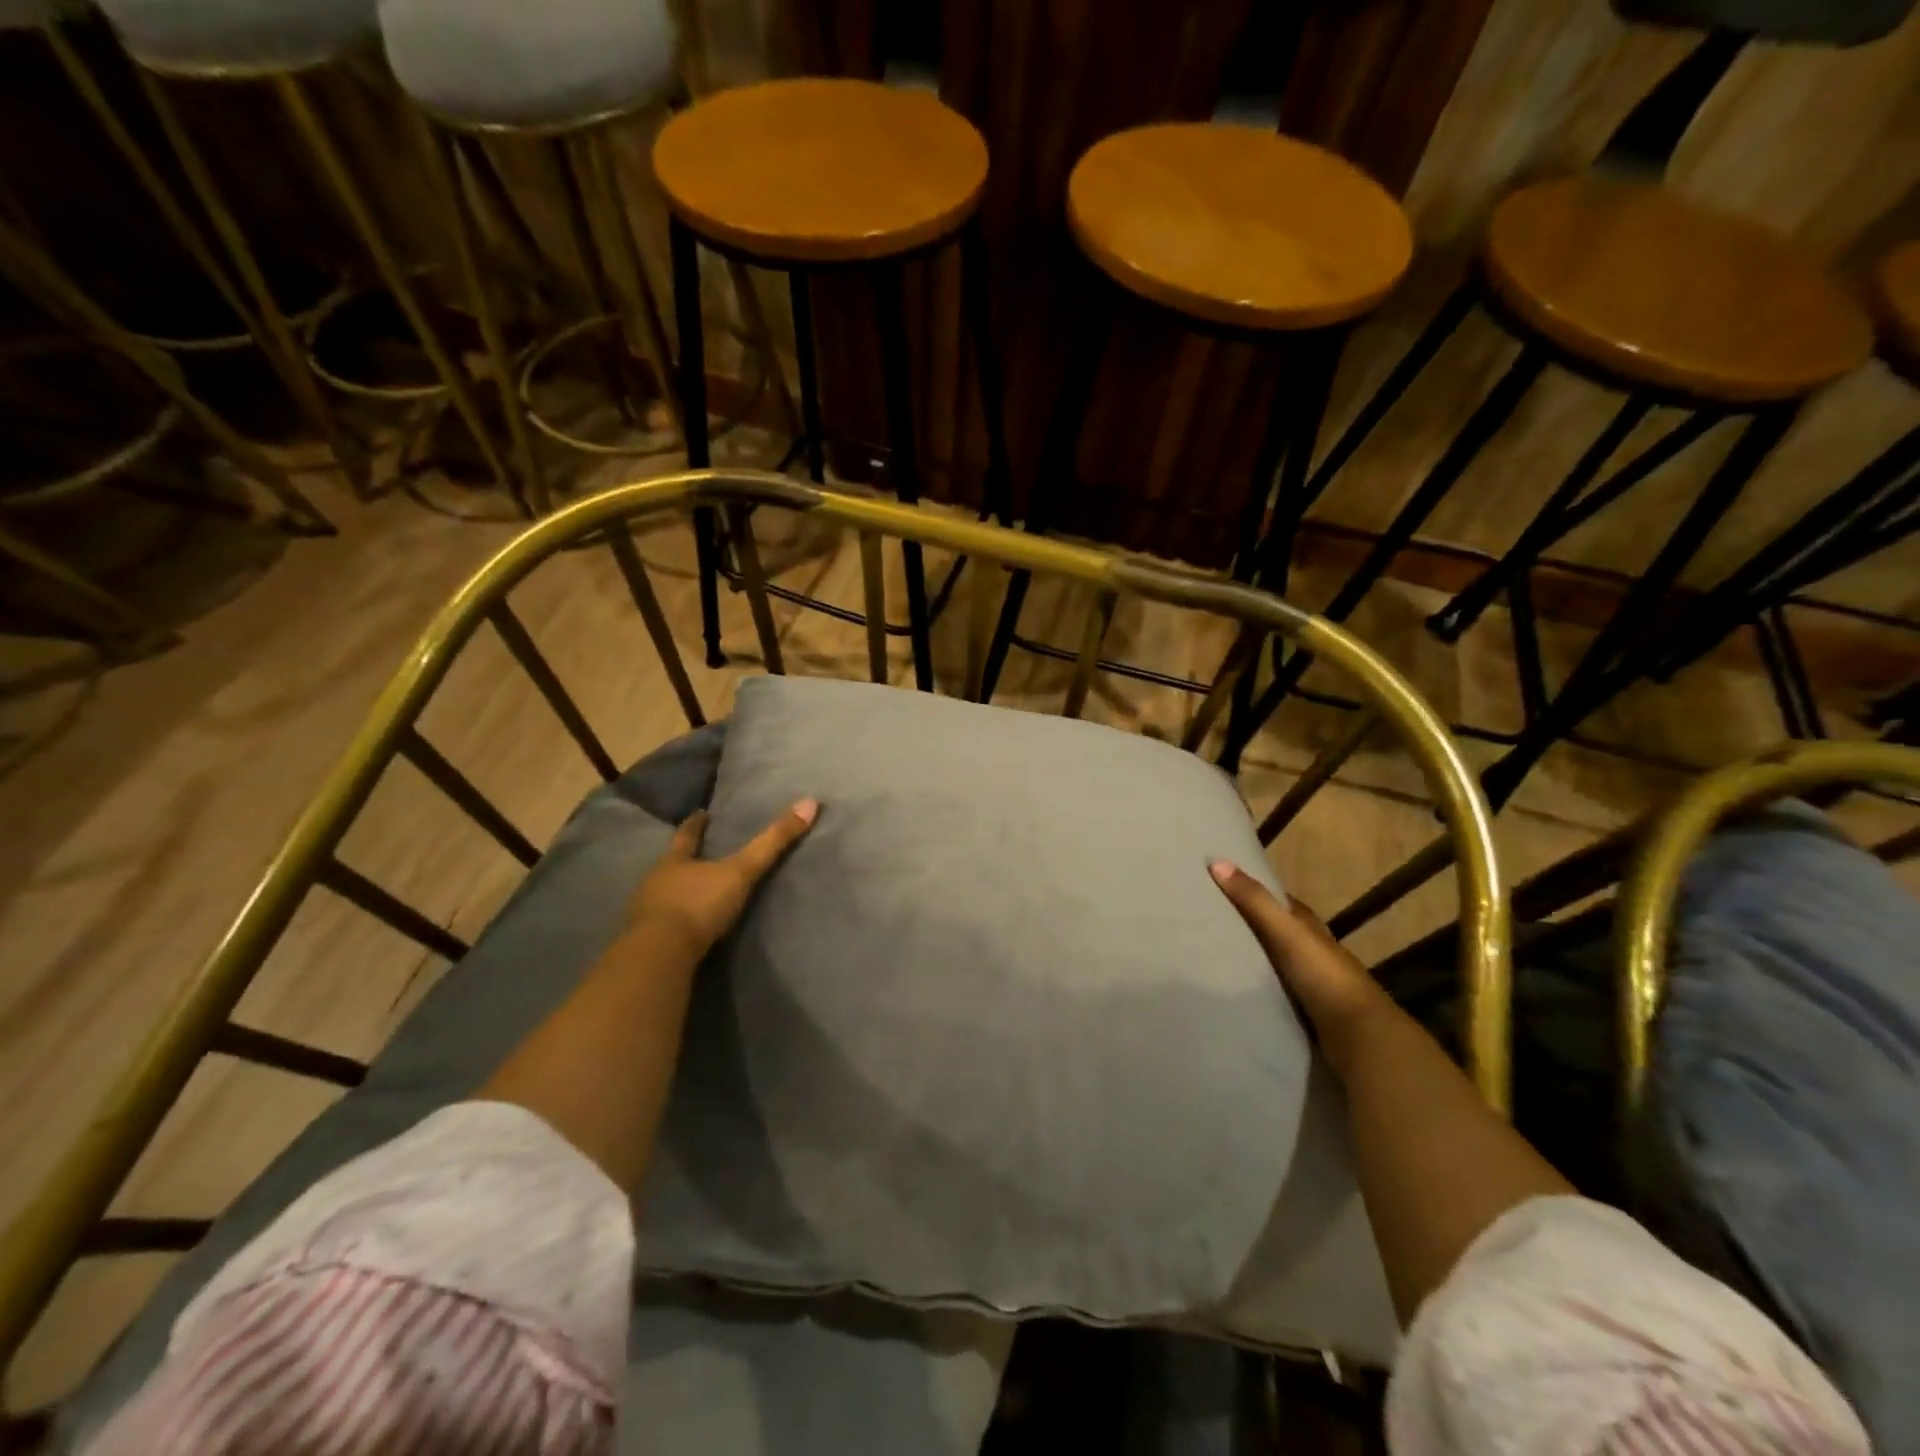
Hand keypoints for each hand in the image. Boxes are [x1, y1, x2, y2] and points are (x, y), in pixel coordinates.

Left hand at [628, 800, 818, 955]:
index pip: (686, 836)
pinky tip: (681, 928)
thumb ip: (772, 842)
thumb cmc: (699, 904)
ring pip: (662, 894)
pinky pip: (660, 925)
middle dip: (682, 859)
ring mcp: (645, 913)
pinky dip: (671, 922)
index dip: (695, 824)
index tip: (700, 813)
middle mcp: (656, 881)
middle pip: (670, 864)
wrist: (660, 954)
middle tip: (694, 854)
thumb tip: (810, 803)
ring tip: (690, 891)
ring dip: (676, 892)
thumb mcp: (741, 871)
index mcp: (674, 861)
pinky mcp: (646, 942)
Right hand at [1209, 861, 1392, 1067]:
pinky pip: (1275, 990)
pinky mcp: (1307, 1012)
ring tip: (1214, 955)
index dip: (1257, 892)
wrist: (1359, 1036)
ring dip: (1252, 959)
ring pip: (1276, 962)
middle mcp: (1313, 952)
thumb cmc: (1324, 975)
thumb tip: (1216, 862)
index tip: (1224, 887)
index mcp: (1311, 929)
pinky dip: (1257, 986)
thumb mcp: (1286, 932)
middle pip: (1278, 932)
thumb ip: (1255, 901)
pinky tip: (1236, 988)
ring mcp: (1312, 984)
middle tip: (1209, 922)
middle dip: (1250, 926)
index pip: (1283, 903)